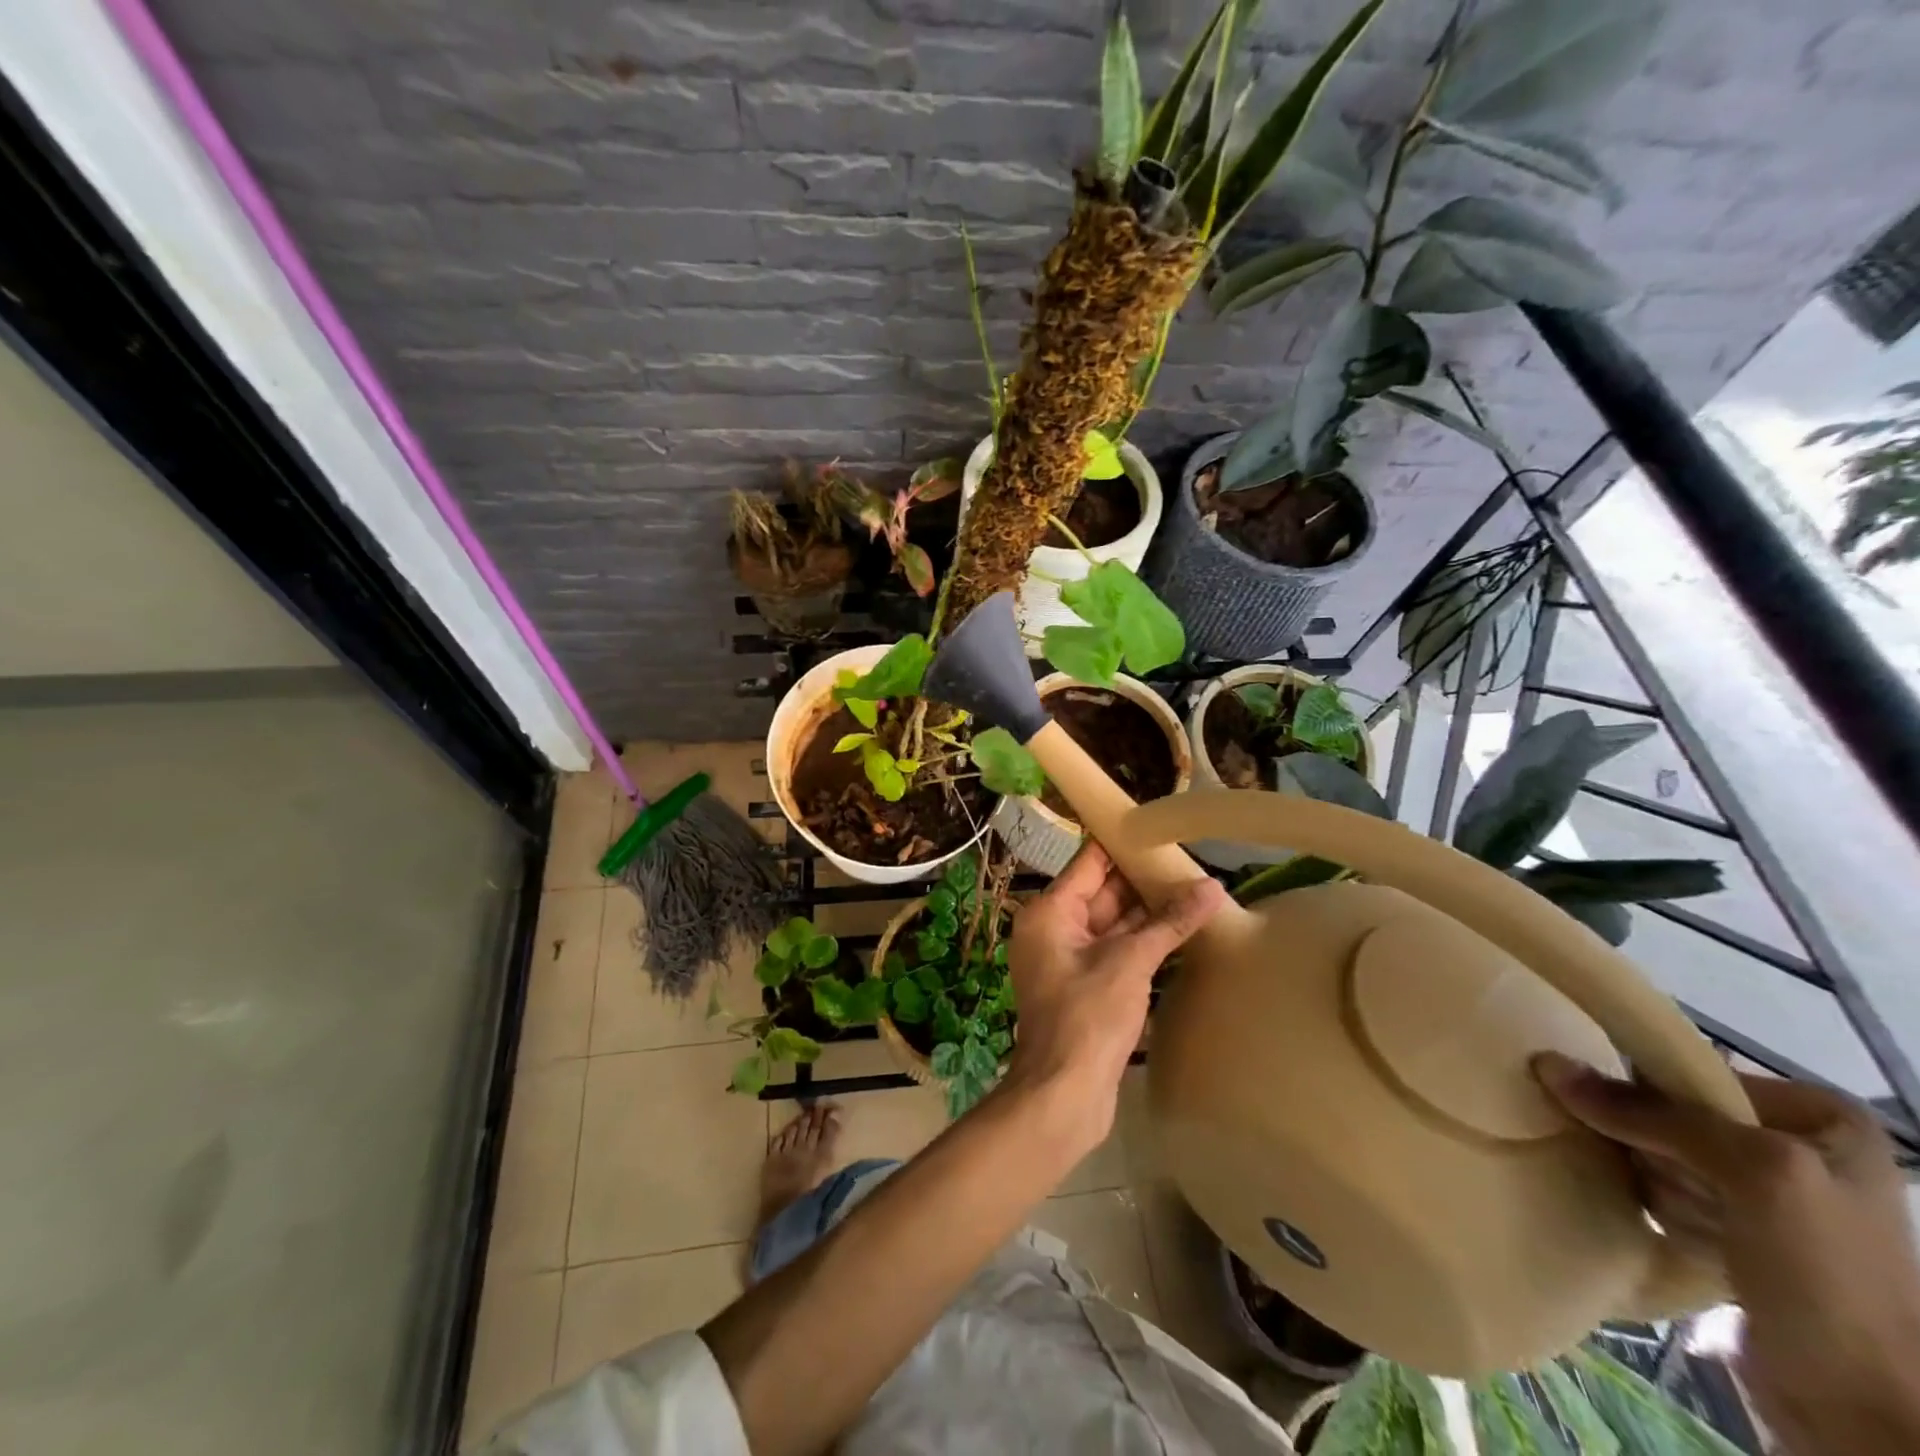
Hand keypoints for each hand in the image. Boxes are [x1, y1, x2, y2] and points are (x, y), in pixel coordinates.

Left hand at [1004, 843, 1226, 1141]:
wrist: (1064, 1095)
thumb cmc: (1087, 1016)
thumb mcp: (1131, 962)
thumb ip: (1170, 923)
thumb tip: (1212, 887)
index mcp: (1050, 912)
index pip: (1089, 862)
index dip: (1122, 843)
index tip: (1159, 827)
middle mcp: (1055, 929)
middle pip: (1103, 892)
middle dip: (1143, 879)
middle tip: (1190, 860)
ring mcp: (1070, 960)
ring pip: (1114, 923)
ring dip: (1150, 913)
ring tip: (1196, 891)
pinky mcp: (1087, 987)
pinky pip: (1118, 952)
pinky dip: (1145, 943)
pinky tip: (1183, 932)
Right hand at [1535, 1053, 1919, 1454]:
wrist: (1857, 1408)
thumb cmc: (1826, 1275)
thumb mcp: (1754, 1173)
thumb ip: (1652, 1114)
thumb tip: (1547, 1063)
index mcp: (1822, 1118)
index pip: (1696, 1074)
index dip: (1650, 1089)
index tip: (1616, 1113)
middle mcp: (1796, 1147)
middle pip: (1674, 1113)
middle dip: (1646, 1139)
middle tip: (1641, 1164)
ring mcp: (1766, 1196)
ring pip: (1660, 1150)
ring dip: (1642, 1172)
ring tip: (1654, 1201)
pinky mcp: (1735, 1235)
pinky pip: (1663, 1190)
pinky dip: (1647, 1199)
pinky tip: (1655, 1220)